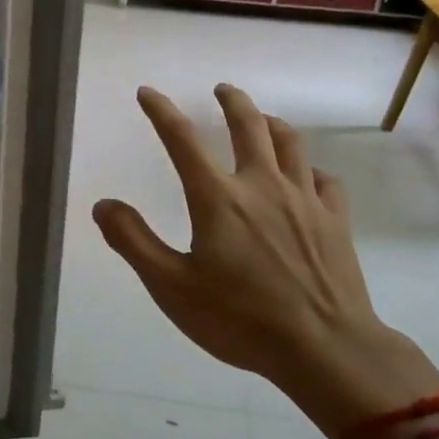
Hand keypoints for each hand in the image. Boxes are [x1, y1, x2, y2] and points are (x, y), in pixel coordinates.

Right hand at [92, 83, 438, 438]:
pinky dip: (311, 169)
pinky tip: (308, 176)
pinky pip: (325, 180)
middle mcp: (261, 185)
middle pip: (248, 125)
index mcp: (218, 199)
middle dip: (232, 101)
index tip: (148, 93)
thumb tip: (103, 204)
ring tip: (263, 119)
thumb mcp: (171, 287)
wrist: (324, 348)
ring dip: (272, 123)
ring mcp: (304, 200)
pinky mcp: (335, 220)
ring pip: (290, 143)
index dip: (161, 111)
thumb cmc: (240, 319)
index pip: (182, 140)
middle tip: (222, 90)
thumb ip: (134, 242)